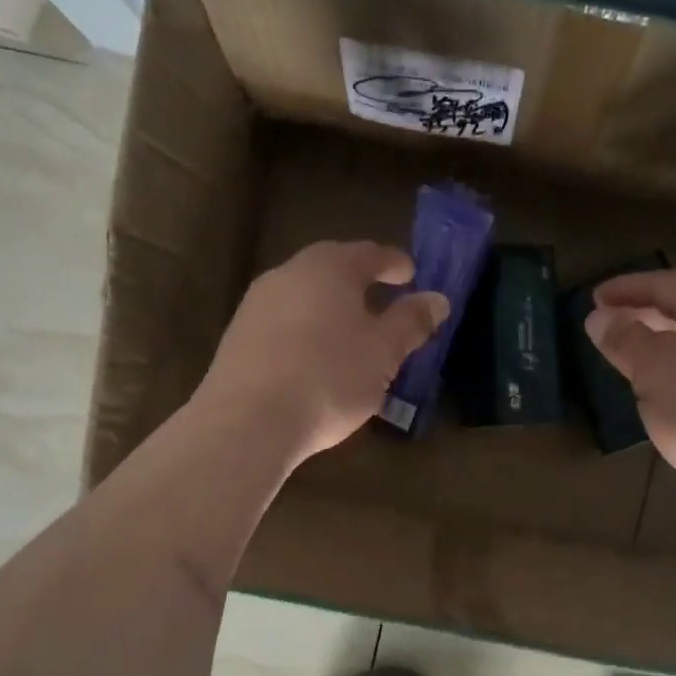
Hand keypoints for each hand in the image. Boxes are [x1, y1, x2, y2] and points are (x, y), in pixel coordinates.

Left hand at [199, 241, 450, 464]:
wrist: (248, 422)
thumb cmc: (329, 378)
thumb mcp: (383, 353)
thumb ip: (411, 321)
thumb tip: (437, 299)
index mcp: (328, 267)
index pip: (369, 254)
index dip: (395, 263)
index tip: (412, 274)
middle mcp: (288, 274)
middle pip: (332, 271)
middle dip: (360, 285)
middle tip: (384, 303)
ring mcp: (256, 305)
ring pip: (305, 297)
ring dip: (331, 310)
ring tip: (352, 335)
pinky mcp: (238, 338)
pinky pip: (284, 324)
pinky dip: (307, 332)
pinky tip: (315, 360)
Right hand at [585, 270, 675, 519]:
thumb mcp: (651, 372)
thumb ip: (624, 339)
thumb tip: (600, 316)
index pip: (663, 282)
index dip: (625, 288)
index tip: (594, 299)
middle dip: (646, 312)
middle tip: (612, 323)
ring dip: (666, 338)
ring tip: (637, 356)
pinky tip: (673, 385)